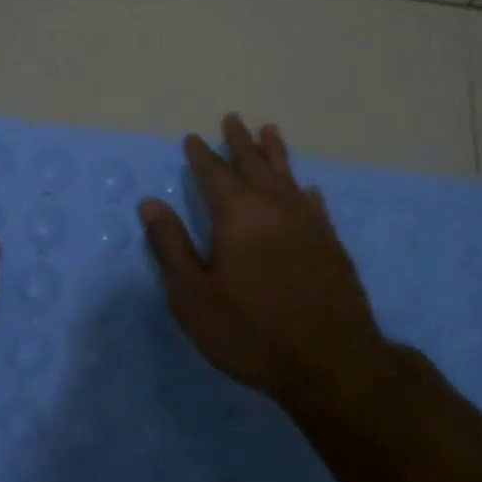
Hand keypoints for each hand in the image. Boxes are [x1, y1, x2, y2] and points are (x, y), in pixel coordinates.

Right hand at [138, 114, 396, 408]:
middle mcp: (274, 207)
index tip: (193, 138)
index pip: (213, 174)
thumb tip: (150, 203)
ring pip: (288, 176)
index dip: (201, 155)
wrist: (330, 362)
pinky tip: (307, 188)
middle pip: (254, 164)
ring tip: (269, 130)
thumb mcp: (193, 296)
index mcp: (237, 215)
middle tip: (232, 119)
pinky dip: (305, 190)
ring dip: (275, 152)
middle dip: (240, 141)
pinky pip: (315, 204)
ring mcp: (308, 223)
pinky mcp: (331, 243)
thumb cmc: (250, 331)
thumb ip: (171, 246)